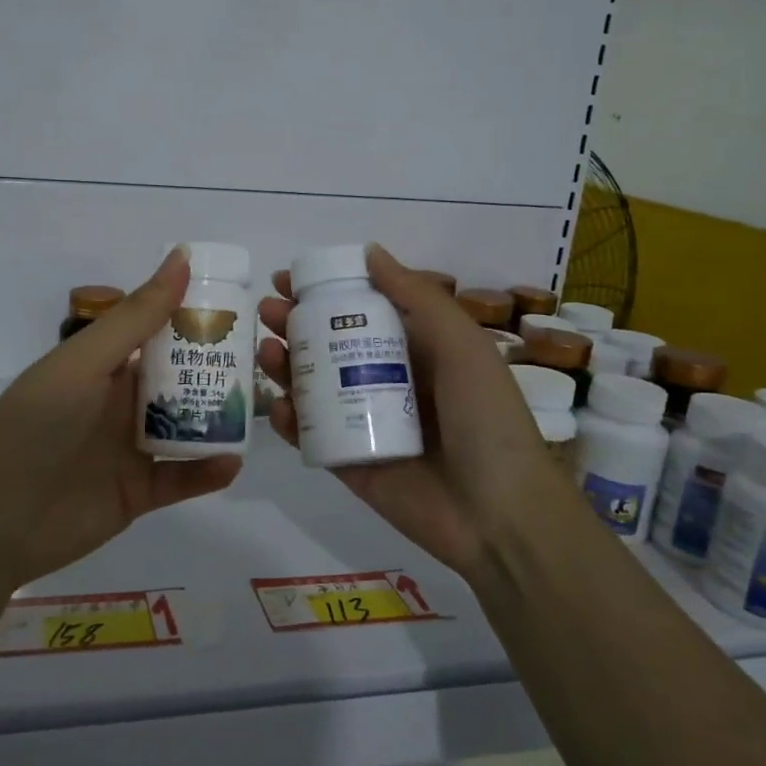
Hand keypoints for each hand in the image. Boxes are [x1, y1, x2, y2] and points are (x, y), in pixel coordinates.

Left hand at [0, 248, 242, 584]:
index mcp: (104, 364)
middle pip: (178, 379)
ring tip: (260, 408)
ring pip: (187, 427)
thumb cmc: (37, 425)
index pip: (157, 332)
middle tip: (264, 360)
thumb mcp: (85, 362)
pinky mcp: (139, 492)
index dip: (195, 318)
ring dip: (219, 418)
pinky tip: (233, 461)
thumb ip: (137, 316)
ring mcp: (130, 448)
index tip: (241, 308)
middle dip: (217, 369)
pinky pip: (182, 477)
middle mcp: (119, 401)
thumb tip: (181, 257)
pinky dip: (208, 470)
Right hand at [256, 244, 562, 579]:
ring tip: (267, 351)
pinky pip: (311, 436)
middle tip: (269, 312)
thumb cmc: (486, 417)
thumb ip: (416, 297)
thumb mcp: (461, 345)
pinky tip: (278, 405)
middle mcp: (387, 381)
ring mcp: (365, 423)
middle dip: (296, 324)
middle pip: (330, 346)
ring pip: (314, 388)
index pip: (361, 311)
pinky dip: (289, 420)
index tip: (289, 279)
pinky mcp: (348, 463)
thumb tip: (370, 252)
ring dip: (286, 366)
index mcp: (417, 350)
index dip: (326, 292)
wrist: (499, 514)